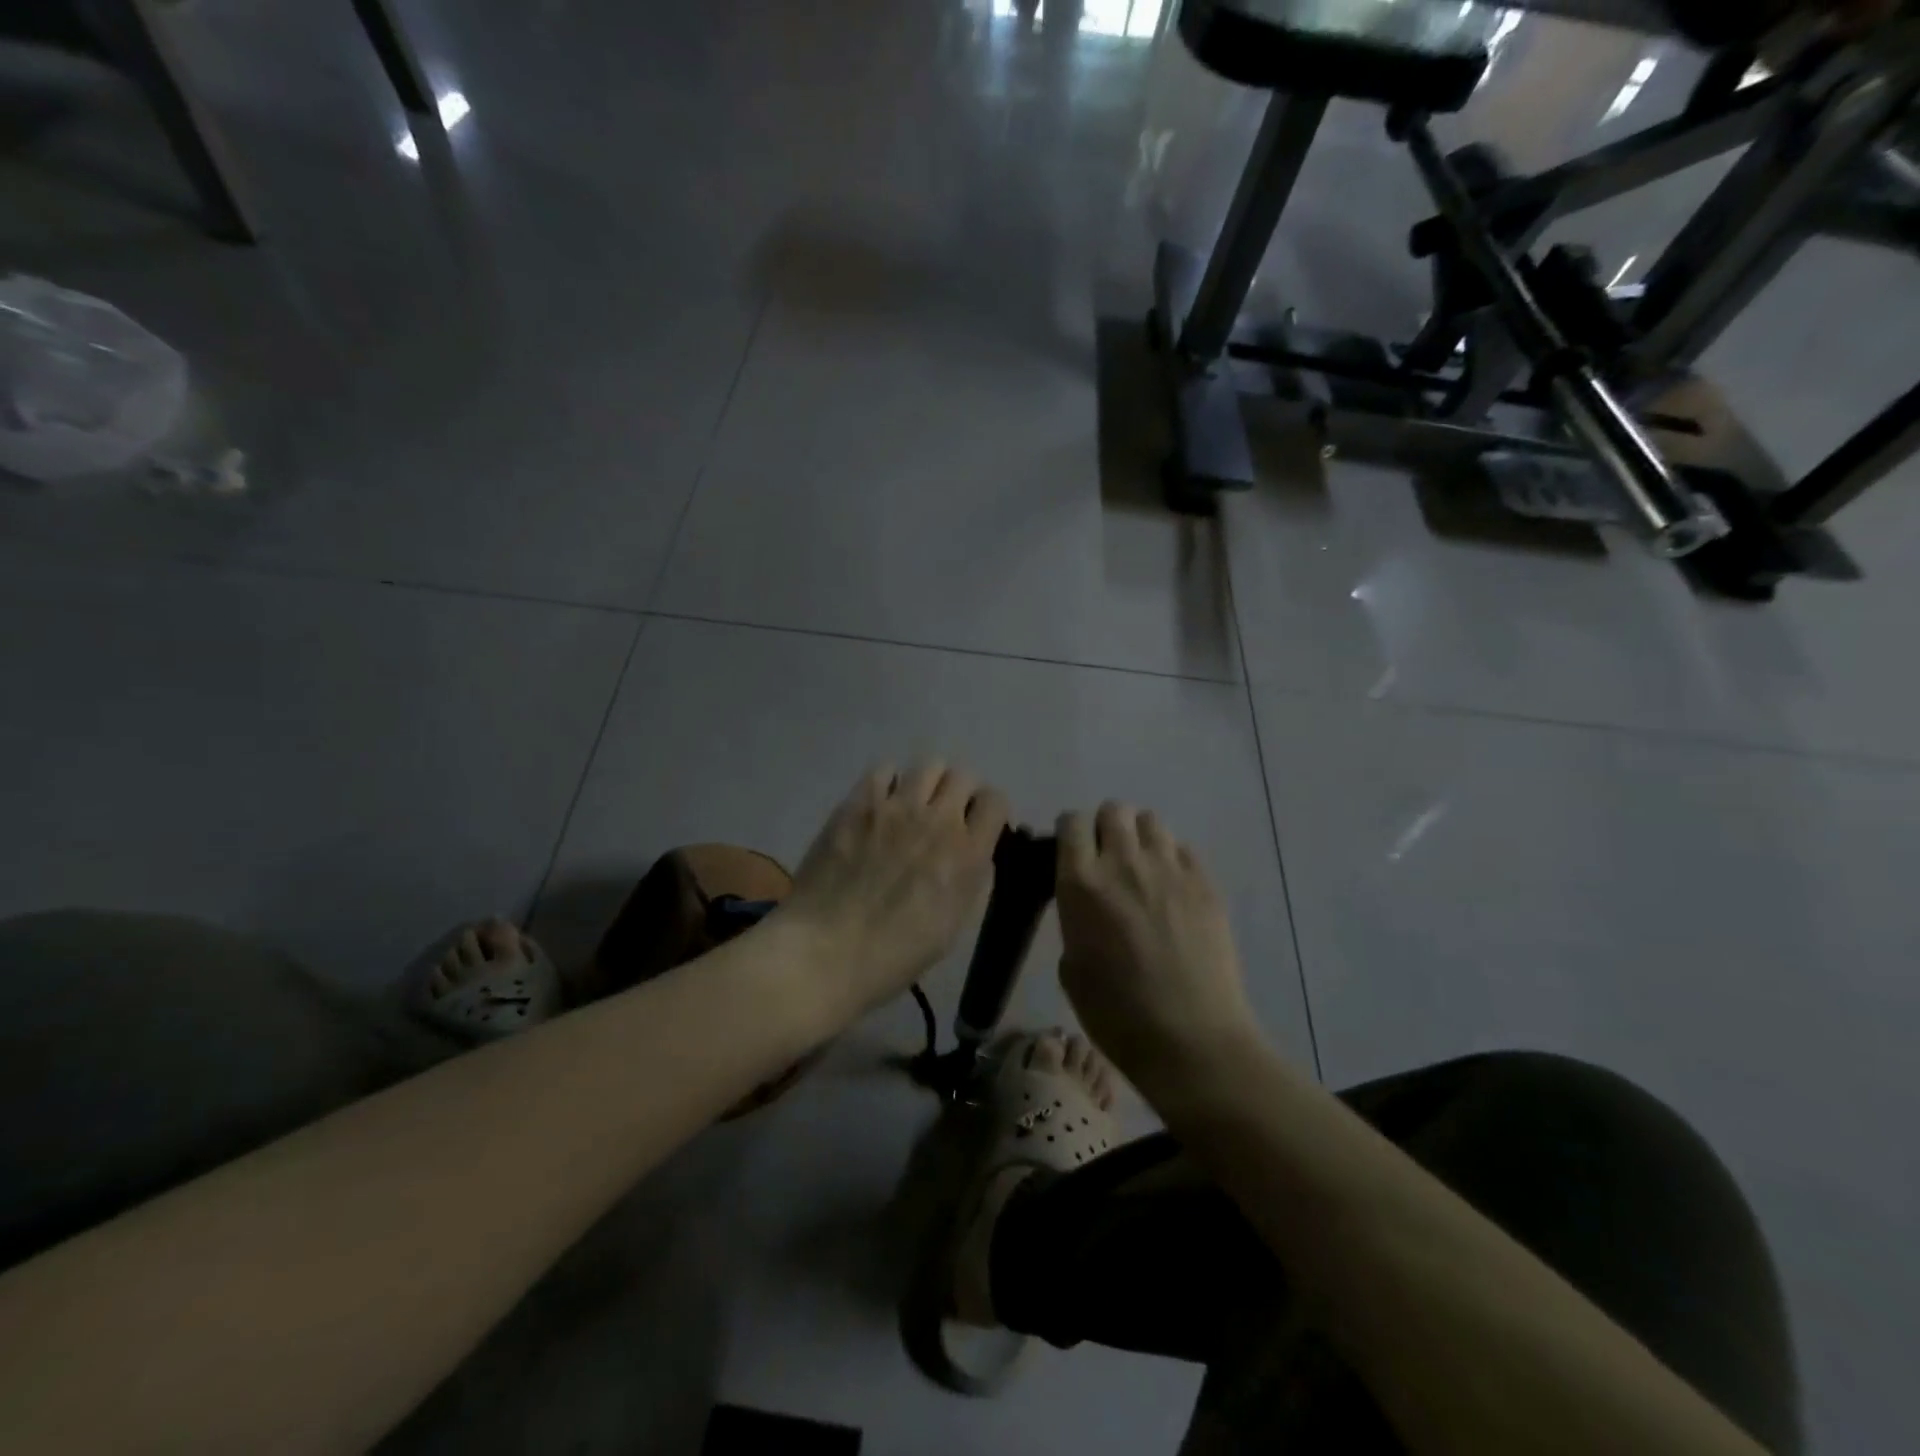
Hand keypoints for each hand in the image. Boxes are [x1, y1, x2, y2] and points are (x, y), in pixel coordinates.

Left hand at [786, 762, 1008, 1017]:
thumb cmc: (893, 955)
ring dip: (926, 783)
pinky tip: (879, 806)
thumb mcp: (952, 926)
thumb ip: (969, 879)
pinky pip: (883, 769)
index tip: (976, 825)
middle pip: (963, 776)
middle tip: (944, 815)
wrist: (826, 951)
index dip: (988, 812)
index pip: (995, 801)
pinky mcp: (858, 803)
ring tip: (912, 805)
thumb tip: (972, 852)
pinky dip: (888, 783)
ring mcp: (896, 807)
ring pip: (928, 765)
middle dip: (959, 793)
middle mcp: (938, 820)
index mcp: (967, 854)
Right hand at [1055, 802, 1258, 1091]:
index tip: (1072, 852)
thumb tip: (1087, 905)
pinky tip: (1173, 890)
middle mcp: (1124, 863)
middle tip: (1108, 859)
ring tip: (1143, 869)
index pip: (1071, 822)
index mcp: (1081, 883)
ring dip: (1140, 837)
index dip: (1070, 833)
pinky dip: (1173, 859)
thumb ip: (1075, 920)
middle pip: (1113, 810)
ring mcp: (1169, 869)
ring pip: (1151, 821)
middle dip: (1106, 828)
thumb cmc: (1117, 1014)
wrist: (1191, 1040)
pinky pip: (1184, 849)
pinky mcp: (1205, 883)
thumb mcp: (1072, 968)